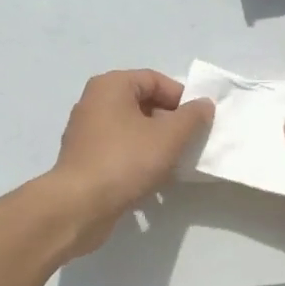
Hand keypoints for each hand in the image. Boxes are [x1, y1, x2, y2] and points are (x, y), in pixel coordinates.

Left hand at [50, 70, 213, 239]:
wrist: (80, 205)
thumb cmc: (126, 160)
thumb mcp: (169, 136)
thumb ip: (192, 117)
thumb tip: (204, 103)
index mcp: (110, 85)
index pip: (154, 79)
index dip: (181, 97)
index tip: (198, 121)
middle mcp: (94, 101)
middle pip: (142, 102)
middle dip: (169, 121)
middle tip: (188, 142)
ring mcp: (85, 130)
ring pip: (131, 127)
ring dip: (155, 141)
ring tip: (174, 162)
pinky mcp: (83, 157)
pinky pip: (118, 147)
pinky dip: (137, 156)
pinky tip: (152, 176)